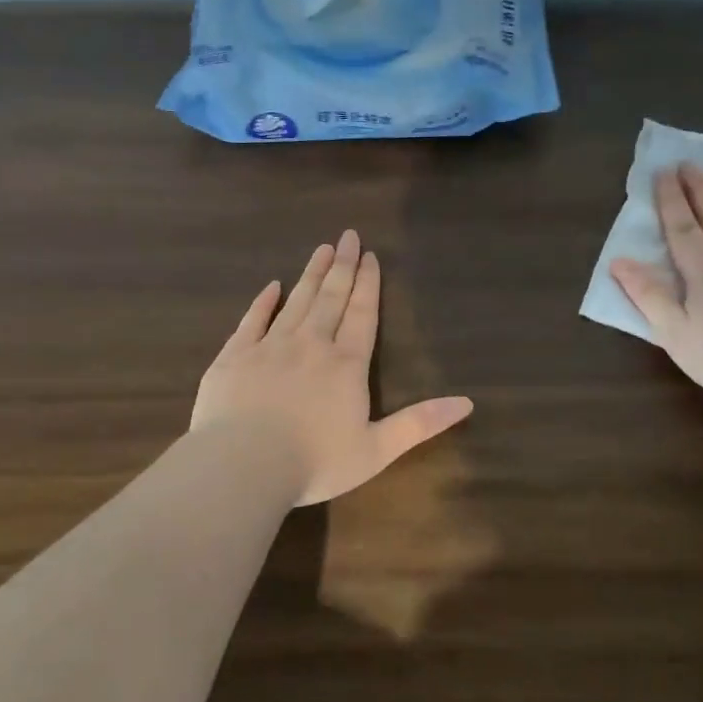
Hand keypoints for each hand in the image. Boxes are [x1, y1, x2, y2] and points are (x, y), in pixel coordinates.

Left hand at [192, 230, 474, 505]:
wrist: (242, 465)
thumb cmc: (314, 462)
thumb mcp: (377, 449)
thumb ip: (419, 423)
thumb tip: (467, 402)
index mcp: (346, 365)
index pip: (362, 315)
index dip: (368, 284)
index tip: (370, 256)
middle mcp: (311, 345)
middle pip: (331, 298)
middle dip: (342, 266)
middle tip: (348, 236)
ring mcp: (270, 346)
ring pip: (296, 301)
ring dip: (311, 274)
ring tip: (321, 249)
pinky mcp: (235, 356)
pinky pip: (252, 320)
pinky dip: (263, 301)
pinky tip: (272, 286)